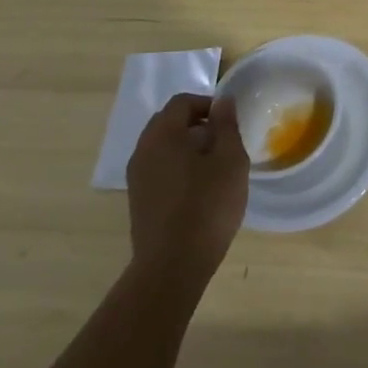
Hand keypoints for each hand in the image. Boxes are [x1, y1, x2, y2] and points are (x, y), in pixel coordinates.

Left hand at [125, 94, 247, 291]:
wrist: (172, 265)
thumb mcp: (230, 160)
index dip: (208, 104)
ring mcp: (137, 177)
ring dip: (187, 147)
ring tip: (214, 167)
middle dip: (197, 124)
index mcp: (162, 134)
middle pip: (169, 122)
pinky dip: (178, 167)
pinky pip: (159, 168)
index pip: (182, 102)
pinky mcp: (138, 199)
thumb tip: (223, 101)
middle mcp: (143, 150)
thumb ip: (226, 126)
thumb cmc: (207, 206)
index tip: (229, 123)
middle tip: (224, 142)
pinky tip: (199, 189)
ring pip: (163, 147)